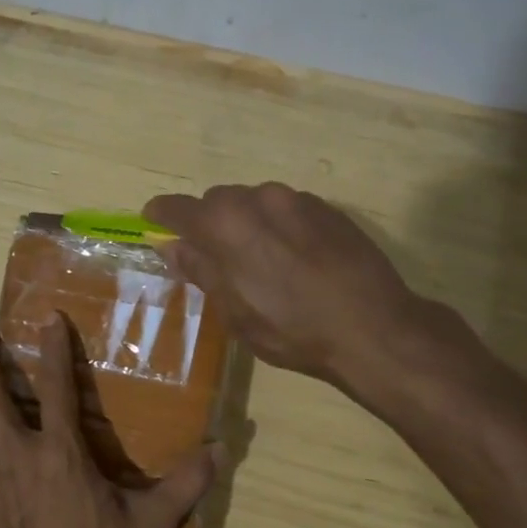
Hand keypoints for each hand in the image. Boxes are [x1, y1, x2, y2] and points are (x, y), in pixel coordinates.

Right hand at [143, 182, 429, 384]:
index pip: (178, 209)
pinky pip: (287, 208)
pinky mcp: (327, 208)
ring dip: (245, 222)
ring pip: (254, 202)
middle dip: (208, 223)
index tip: (153, 221)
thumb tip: (171, 246)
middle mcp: (257, 199)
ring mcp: (296, 199)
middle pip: (217, 201)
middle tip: (213, 256)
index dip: (161, 216)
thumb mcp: (234, 311)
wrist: (373, 327)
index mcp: (225, 224)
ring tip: (258, 259)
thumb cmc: (291, 329)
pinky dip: (277, 225)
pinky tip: (293, 257)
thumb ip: (200, 270)